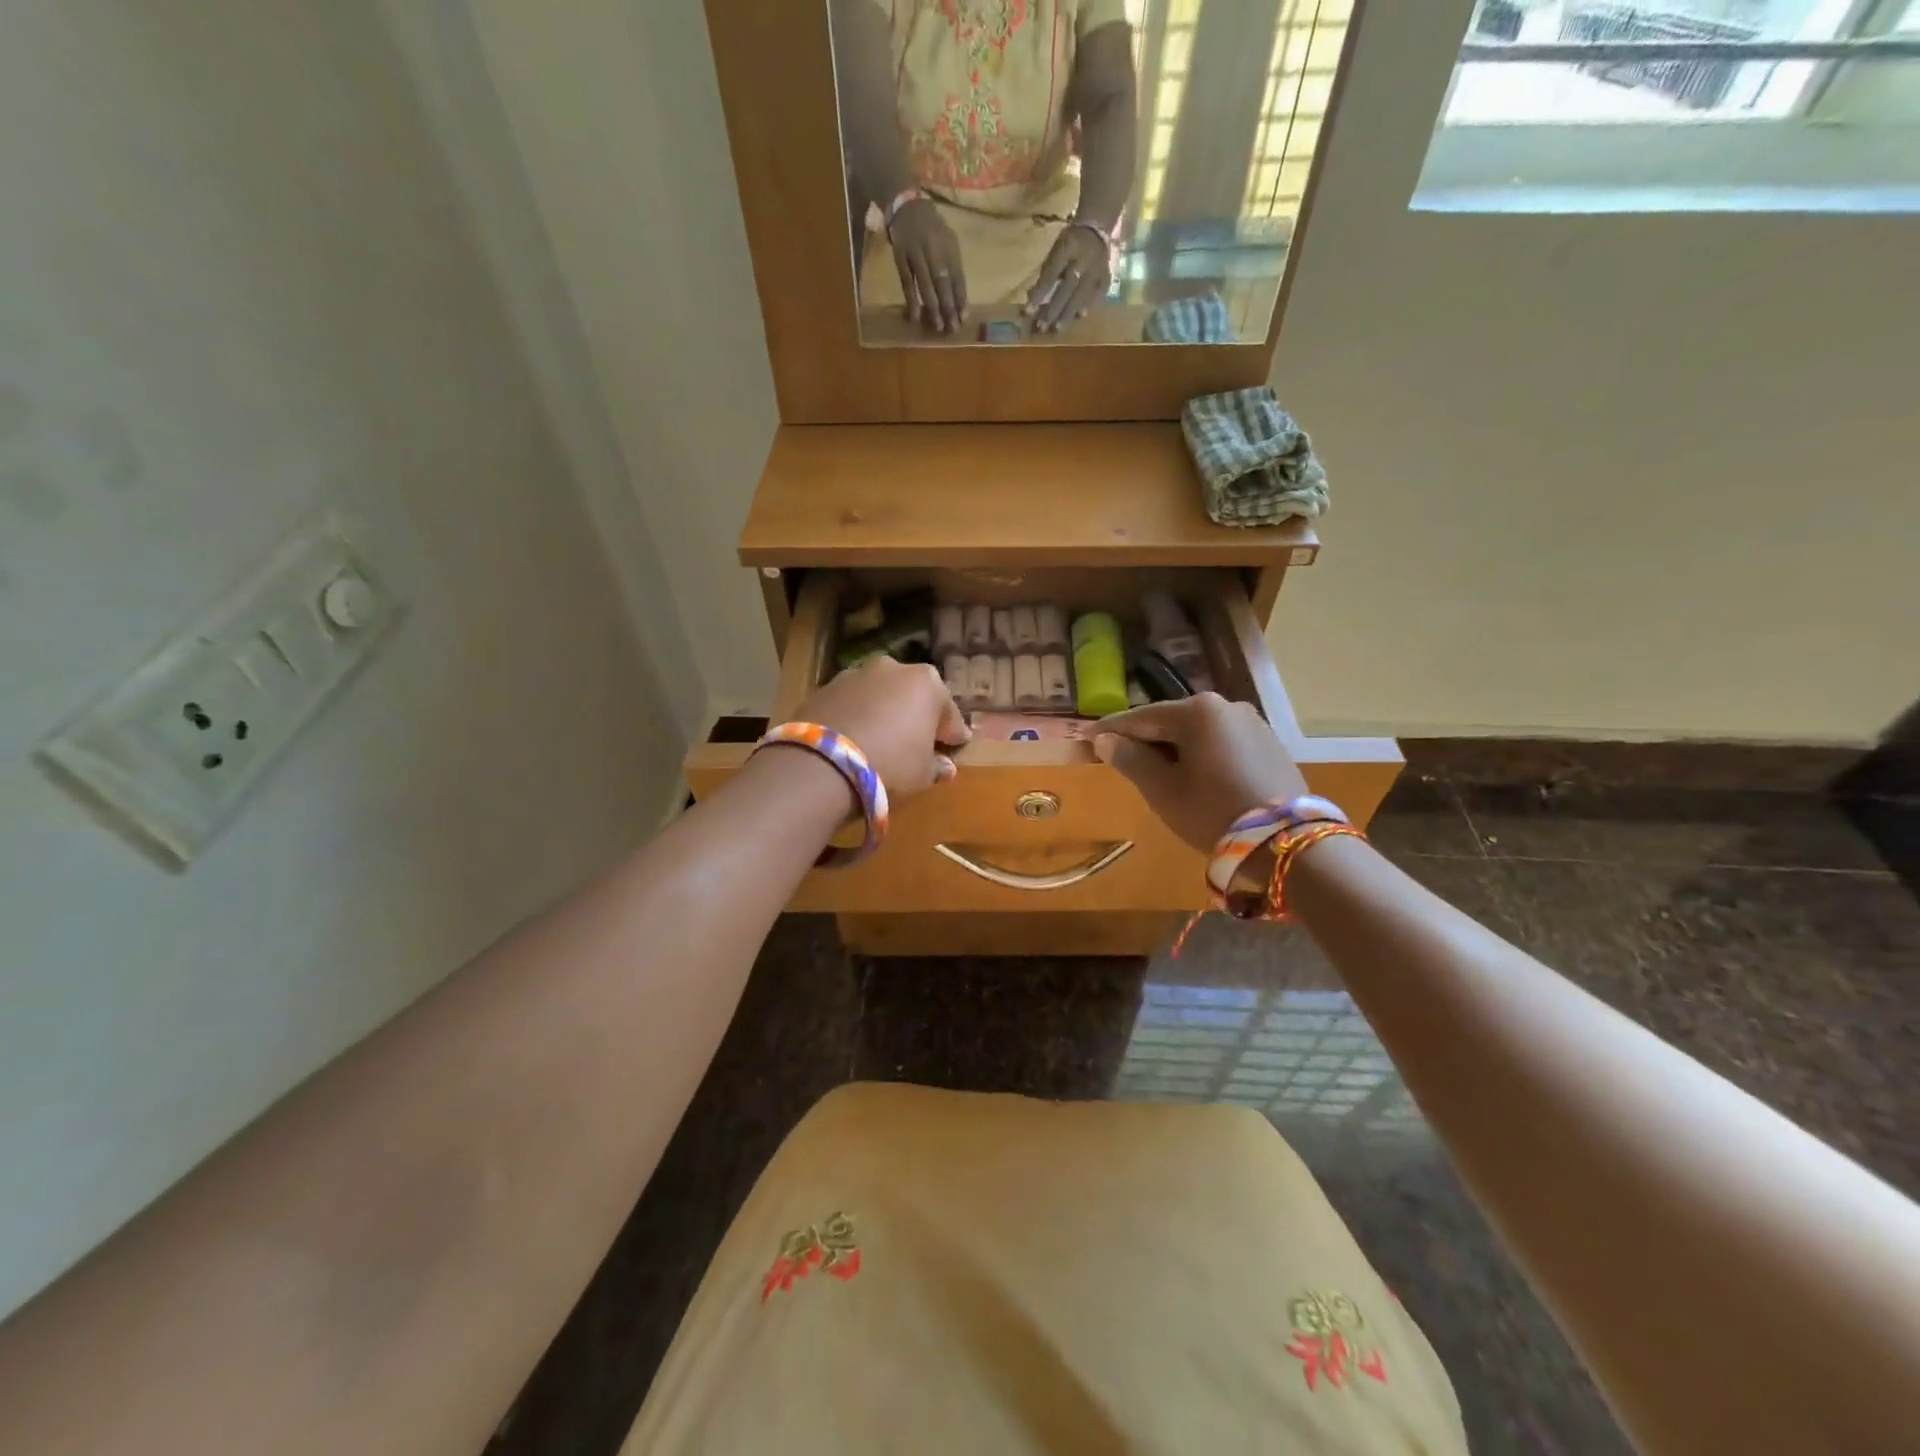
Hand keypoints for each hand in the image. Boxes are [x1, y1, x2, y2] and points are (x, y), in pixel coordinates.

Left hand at [792, 657, 971, 800]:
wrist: (820, 765)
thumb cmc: (890, 765)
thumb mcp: (923, 775)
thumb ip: (936, 766)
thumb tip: (944, 766)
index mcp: (927, 683)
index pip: (949, 713)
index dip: (952, 734)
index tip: (954, 748)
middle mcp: (892, 668)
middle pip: (912, 695)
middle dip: (916, 716)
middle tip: (916, 744)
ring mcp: (854, 674)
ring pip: (878, 695)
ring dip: (883, 713)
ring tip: (880, 742)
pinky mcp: (823, 688)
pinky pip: (850, 705)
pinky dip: (855, 717)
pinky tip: (852, 741)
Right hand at [888, 198, 966, 333]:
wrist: (906, 204)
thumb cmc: (931, 228)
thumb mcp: (948, 241)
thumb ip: (954, 266)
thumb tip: (960, 299)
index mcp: (949, 246)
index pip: (958, 276)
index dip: (961, 298)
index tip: (964, 319)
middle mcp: (934, 248)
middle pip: (943, 281)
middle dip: (949, 306)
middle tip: (952, 328)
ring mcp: (916, 252)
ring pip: (926, 283)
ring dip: (932, 306)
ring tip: (937, 326)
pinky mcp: (900, 256)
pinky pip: (906, 280)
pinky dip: (911, 299)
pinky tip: (915, 316)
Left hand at [1023, 223, 1111, 333]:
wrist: (1096, 228)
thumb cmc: (1070, 242)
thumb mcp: (1055, 250)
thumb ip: (1046, 273)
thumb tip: (1033, 298)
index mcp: (1067, 248)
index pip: (1051, 274)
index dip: (1040, 294)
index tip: (1028, 311)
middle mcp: (1083, 260)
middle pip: (1067, 289)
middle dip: (1053, 309)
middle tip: (1042, 327)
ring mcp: (1097, 269)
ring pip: (1081, 295)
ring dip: (1068, 313)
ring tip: (1058, 328)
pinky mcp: (1106, 276)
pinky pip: (1097, 294)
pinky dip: (1087, 306)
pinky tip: (1080, 316)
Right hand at [1093, 694, 1308, 851]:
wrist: (1285, 841)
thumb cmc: (1212, 811)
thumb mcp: (1163, 790)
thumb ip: (1131, 759)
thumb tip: (1105, 740)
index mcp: (1197, 711)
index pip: (1141, 718)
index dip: (1110, 730)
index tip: (1086, 737)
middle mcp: (1226, 706)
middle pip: (1170, 722)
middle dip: (1144, 739)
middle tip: (1119, 758)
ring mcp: (1251, 723)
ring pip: (1197, 733)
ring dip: (1173, 748)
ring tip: (1155, 772)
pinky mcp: (1268, 744)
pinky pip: (1221, 743)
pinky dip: (1200, 754)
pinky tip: (1193, 776)